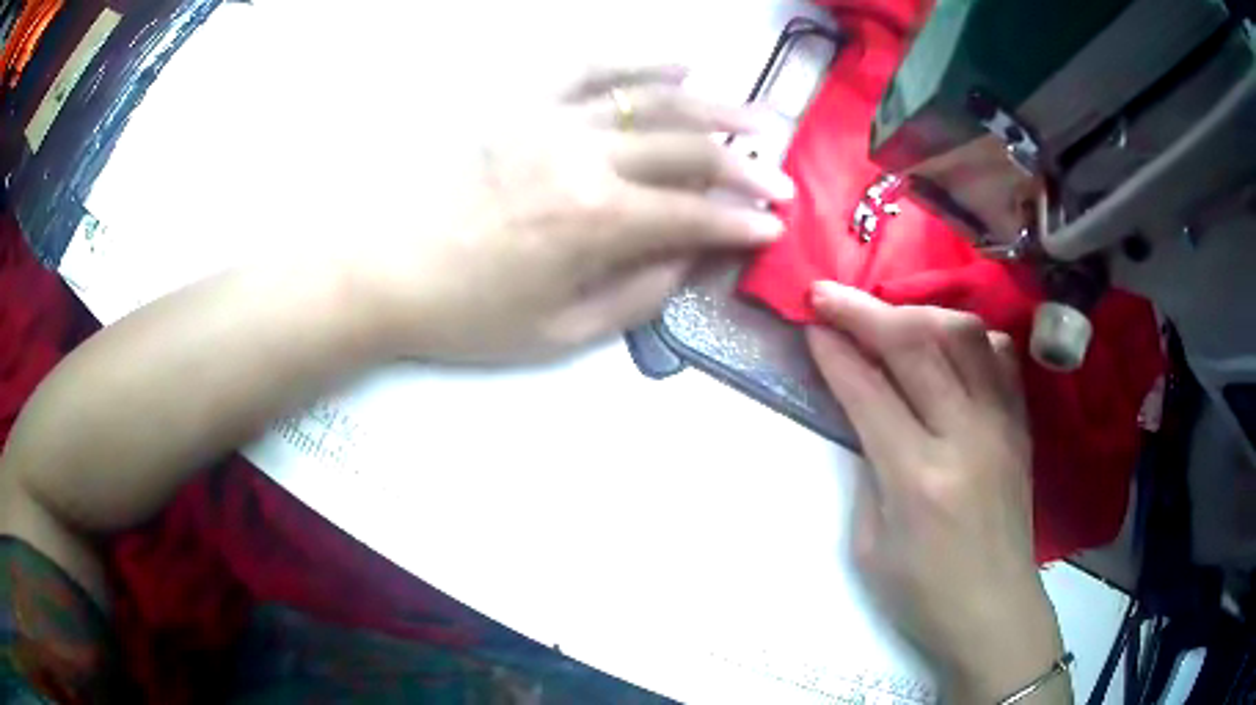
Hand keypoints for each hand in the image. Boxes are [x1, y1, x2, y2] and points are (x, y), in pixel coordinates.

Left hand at [369, 66, 793, 363]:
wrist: (382, 270)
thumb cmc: (466, 313)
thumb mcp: (558, 333)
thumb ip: (635, 296)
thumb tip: (689, 261)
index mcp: (596, 222)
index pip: (695, 215)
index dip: (742, 223)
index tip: (774, 227)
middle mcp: (586, 157)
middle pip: (689, 151)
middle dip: (745, 167)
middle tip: (779, 179)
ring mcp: (552, 121)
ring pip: (655, 102)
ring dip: (715, 108)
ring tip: (756, 116)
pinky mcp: (523, 105)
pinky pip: (591, 68)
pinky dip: (641, 62)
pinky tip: (679, 61)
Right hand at [807, 282, 1070, 703]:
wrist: (994, 611)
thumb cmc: (922, 594)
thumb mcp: (870, 544)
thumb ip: (868, 467)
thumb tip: (863, 409)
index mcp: (919, 478)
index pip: (870, 390)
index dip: (834, 350)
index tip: (809, 321)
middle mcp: (966, 437)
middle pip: (916, 344)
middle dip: (863, 311)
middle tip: (828, 296)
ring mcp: (1001, 425)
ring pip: (963, 335)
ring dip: (917, 313)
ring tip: (887, 316)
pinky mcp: (1020, 426)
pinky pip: (999, 357)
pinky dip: (967, 337)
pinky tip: (946, 344)